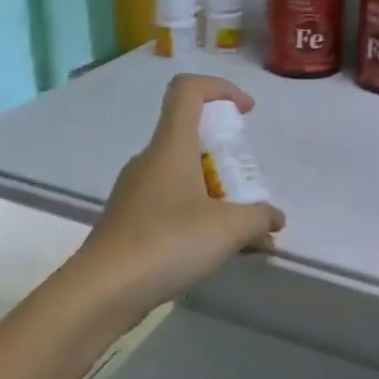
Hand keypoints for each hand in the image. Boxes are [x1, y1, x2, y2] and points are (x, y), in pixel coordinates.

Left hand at [69, 74, 285, 322]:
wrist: (103, 290)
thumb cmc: (168, 243)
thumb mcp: (228, 229)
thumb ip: (259, 218)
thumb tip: (275, 218)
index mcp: (170, 147)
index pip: (188, 91)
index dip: (220, 89)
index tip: (246, 112)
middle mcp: (149, 161)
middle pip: (191, 138)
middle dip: (227, 157)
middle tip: (250, 189)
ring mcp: (136, 192)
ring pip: (185, 179)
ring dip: (218, 197)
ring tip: (247, 234)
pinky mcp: (130, 222)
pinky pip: (173, 207)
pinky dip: (201, 219)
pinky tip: (221, 253)